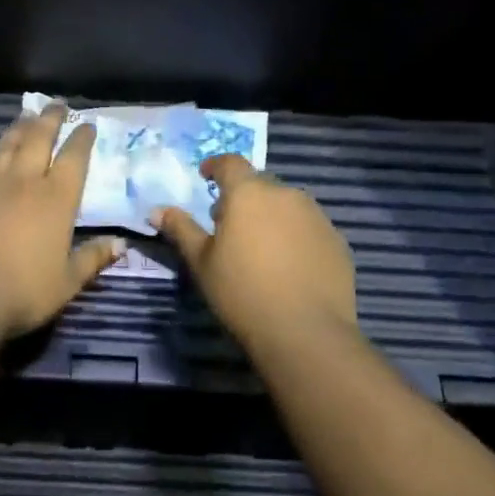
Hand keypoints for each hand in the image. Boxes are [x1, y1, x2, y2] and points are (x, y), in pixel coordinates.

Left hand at [0, 105, 124, 341]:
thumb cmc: (24, 292)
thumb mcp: (68, 282)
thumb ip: (93, 258)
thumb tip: (122, 244)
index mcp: (56, 199)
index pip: (74, 158)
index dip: (82, 139)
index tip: (87, 124)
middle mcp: (23, 182)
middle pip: (38, 140)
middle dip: (50, 120)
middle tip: (56, 104)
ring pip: (4, 147)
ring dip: (16, 129)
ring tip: (24, 116)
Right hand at [152, 155, 356, 344]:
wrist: (306, 332)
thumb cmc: (242, 292)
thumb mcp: (201, 262)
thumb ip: (181, 229)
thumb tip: (157, 210)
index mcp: (248, 193)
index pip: (230, 163)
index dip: (215, 166)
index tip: (205, 176)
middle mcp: (286, 194)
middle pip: (259, 184)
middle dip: (242, 196)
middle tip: (228, 224)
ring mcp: (316, 216)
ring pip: (287, 205)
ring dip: (271, 215)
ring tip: (260, 247)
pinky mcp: (337, 241)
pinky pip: (309, 228)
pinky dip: (295, 236)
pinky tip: (288, 266)